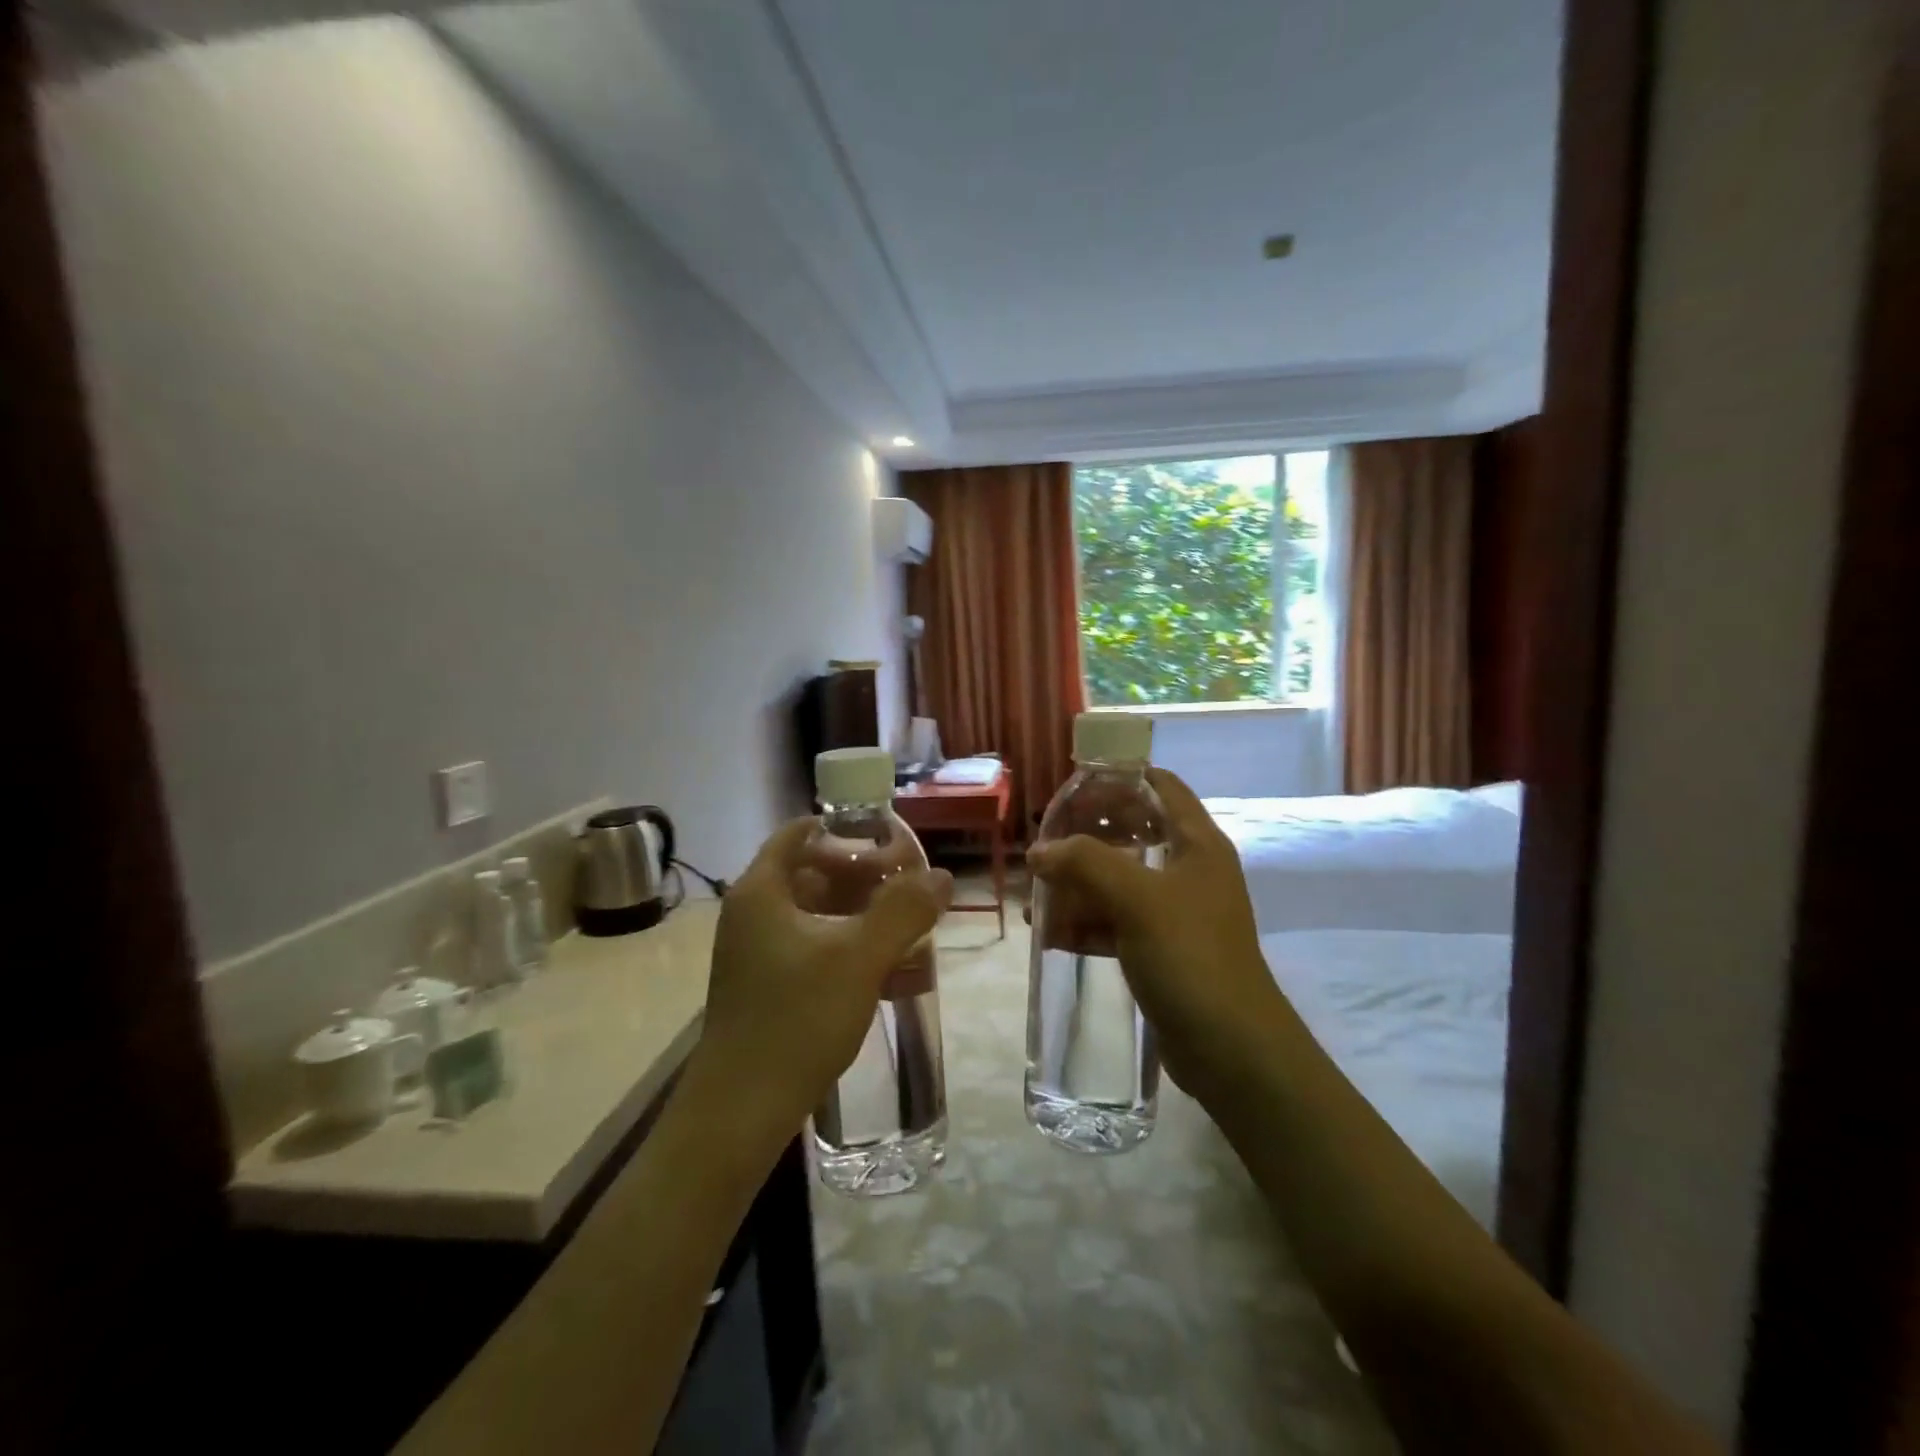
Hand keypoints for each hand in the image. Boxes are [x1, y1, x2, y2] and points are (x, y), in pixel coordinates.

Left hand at [685, 819, 952, 1151]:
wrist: (741, 1112)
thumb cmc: (797, 1019)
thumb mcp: (859, 958)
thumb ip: (903, 911)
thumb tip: (941, 875)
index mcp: (763, 891)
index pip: (801, 833)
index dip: (845, 829)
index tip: (889, 838)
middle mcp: (753, 914)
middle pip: (812, 872)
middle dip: (863, 875)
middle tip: (910, 885)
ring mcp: (757, 952)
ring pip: (816, 913)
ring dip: (861, 913)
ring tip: (908, 925)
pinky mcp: (767, 985)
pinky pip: (813, 946)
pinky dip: (848, 945)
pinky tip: (888, 968)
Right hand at [1027, 767, 1283, 1095]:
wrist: (1232, 1049)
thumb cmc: (1190, 956)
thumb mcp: (1136, 899)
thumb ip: (1084, 863)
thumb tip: (1039, 851)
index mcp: (1196, 844)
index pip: (1160, 786)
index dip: (1118, 778)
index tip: (1073, 786)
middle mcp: (1189, 871)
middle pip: (1133, 833)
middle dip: (1086, 837)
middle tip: (1045, 842)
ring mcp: (1176, 913)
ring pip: (1119, 882)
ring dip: (1079, 886)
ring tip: (1036, 898)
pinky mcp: (1163, 950)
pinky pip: (1117, 923)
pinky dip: (1086, 924)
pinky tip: (1051, 935)